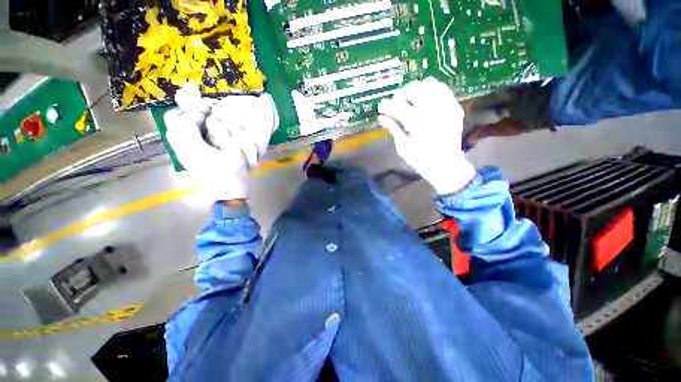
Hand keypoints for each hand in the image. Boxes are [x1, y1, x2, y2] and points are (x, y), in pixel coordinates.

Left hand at [165, 83, 278, 200]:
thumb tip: (212, 118)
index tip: (210, 106)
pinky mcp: (184, 157)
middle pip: (172, 123)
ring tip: (201, 118)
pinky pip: (177, 137)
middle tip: (203, 111)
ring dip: (184, 119)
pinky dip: (184, 128)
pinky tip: (198, 130)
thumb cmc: (234, 172)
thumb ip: (223, 132)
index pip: (187, 122)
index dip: (197, 110)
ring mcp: (181, 153)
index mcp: (195, 147)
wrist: (228, 191)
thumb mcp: (235, 152)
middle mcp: (182, 148)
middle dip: (186, 112)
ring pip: (172, 130)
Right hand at [378, 77, 475, 194]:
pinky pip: (443, 90)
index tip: (380, 107)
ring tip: (409, 98)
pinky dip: (431, 90)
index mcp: (418, 125)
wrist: (446, 166)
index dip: (387, 105)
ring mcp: (447, 108)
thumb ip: (393, 129)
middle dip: (401, 93)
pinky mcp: (455, 108)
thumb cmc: (421, 160)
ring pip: (430, 84)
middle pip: (414, 89)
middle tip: (395, 101)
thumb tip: (382, 118)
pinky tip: (424, 99)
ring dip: (416, 89)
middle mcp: (433, 112)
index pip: (399, 107)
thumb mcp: (403, 147)